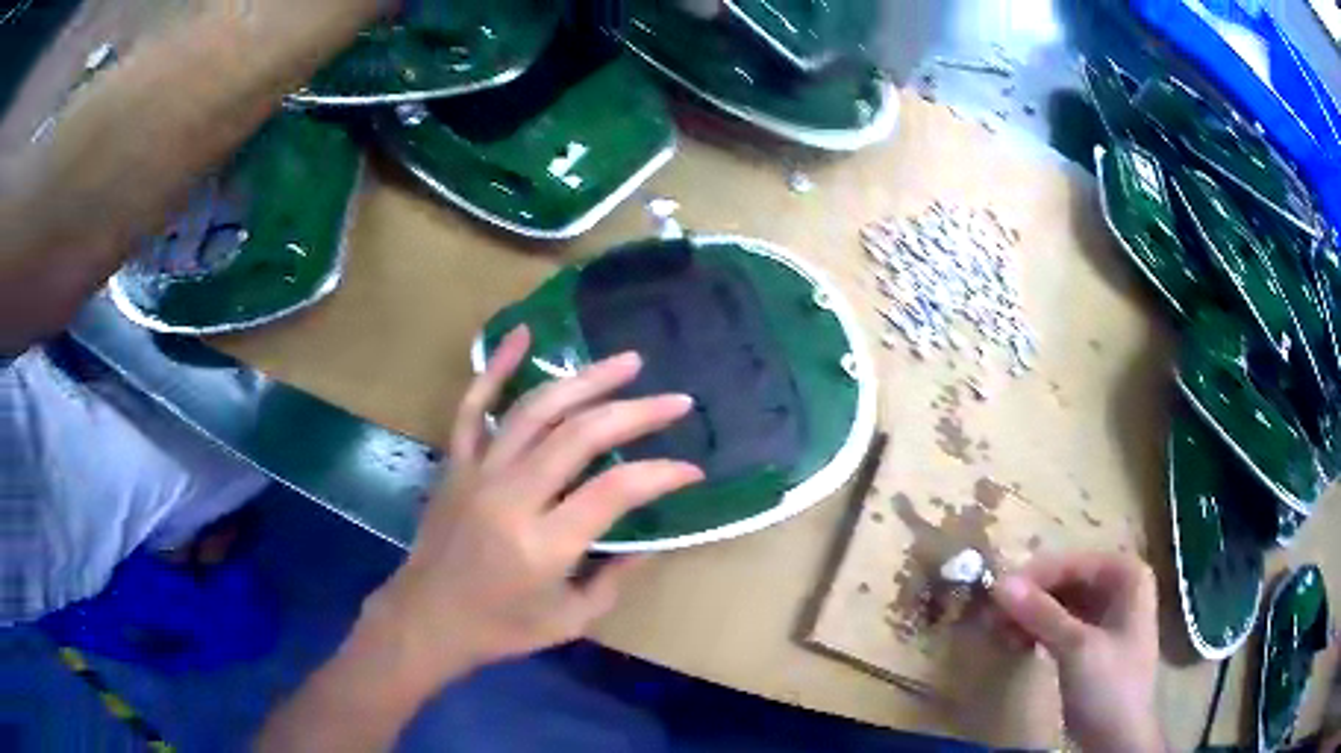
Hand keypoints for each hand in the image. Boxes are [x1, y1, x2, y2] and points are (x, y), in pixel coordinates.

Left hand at [364, 326, 702, 689]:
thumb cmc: (501, 627)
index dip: (660, 475)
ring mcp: (479, 471)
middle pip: (580, 436)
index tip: (691, 469)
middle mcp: (511, 497)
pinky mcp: (456, 461)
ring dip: (586, 379)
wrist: (427, 618)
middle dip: (636, 413)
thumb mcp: (571, 619)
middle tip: (676, 400)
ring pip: (536, 409)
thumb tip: (650, 541)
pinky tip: (524, 333)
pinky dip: (497, 365)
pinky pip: (474, 405)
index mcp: (543, 545)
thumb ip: (616, 578)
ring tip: (627, 362)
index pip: (614, 492)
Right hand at [989, 552, 1162, 752]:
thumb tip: (999, 584)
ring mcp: (1107, 615)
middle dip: (1031, 598)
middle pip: (1067, 580)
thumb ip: (1041, 613)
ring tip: (1000, 633)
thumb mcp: (1076, 648)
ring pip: (1062, 603)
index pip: (1075, 563)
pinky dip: (1039, 631)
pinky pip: (1062, 624)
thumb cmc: (1109, 686)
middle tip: (993, 617)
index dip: (1035, 576)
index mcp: (1127, 576)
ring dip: (1031, 616)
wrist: (1119, 739)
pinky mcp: (1093, 642)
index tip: (996, 594)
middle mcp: (1120, 587)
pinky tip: (1017, 643)